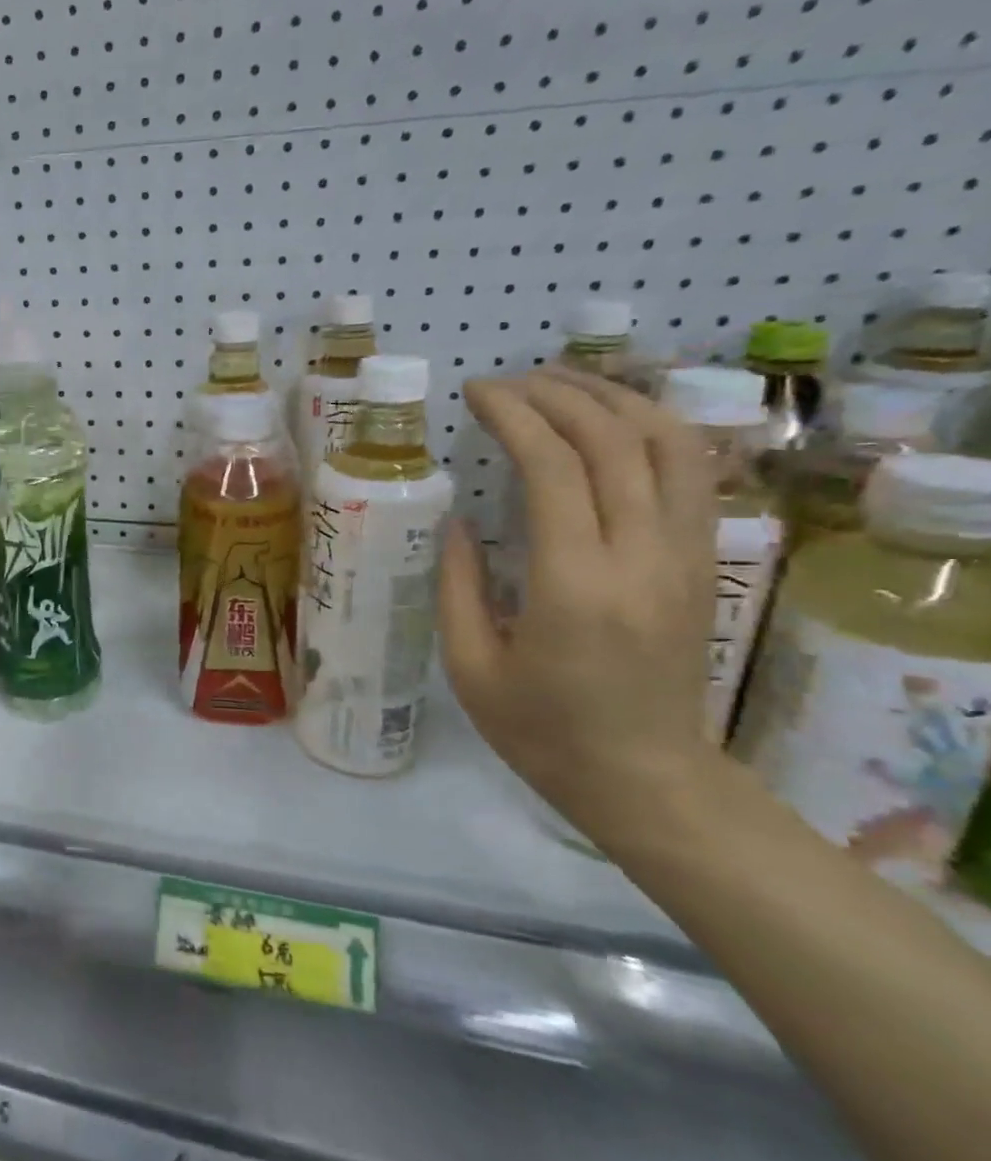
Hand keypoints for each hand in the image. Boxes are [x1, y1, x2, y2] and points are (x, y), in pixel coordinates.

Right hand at [438, 369, 719, 841]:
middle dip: (560, 394)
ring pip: (671, 446)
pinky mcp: (702, 564)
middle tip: (509, 381)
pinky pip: (692, 475)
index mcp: (574, 585)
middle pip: (616, 441)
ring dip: (616, 400)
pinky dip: (656, 431)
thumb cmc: (540, 730)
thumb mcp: (468, 665)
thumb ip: (457, 585)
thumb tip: (459, 519)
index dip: (515, 415)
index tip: (478, 392)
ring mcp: (685, 557)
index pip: (555, 468)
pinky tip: (616, 422)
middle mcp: (640, 557)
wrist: (645, 779)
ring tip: (564, 384)